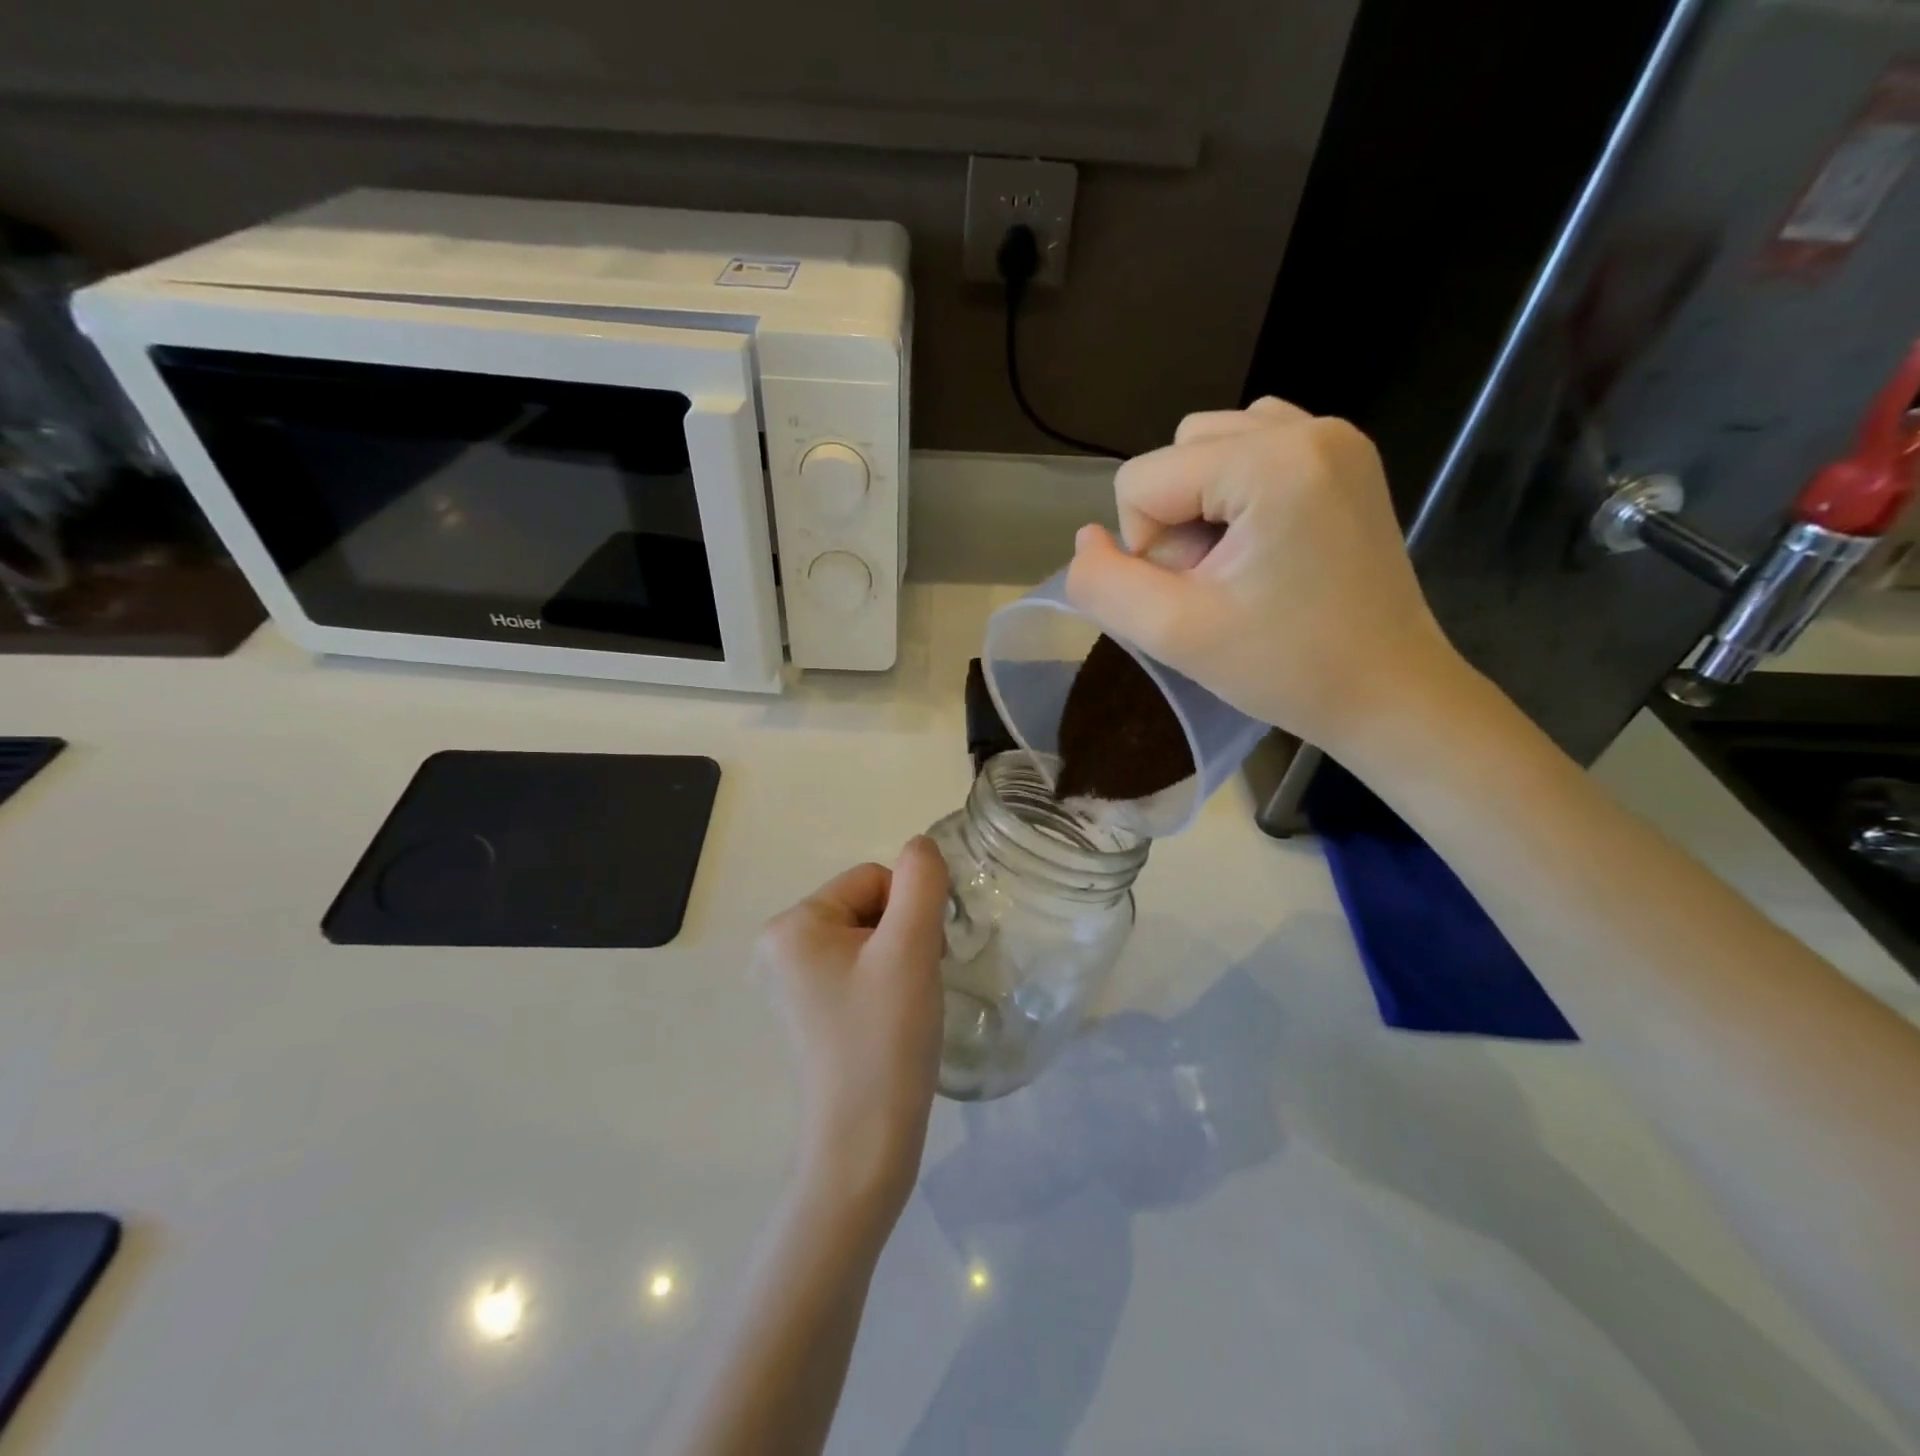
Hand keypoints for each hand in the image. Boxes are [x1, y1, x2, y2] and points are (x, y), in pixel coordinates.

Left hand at [756, 838, 950, 1217]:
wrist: (864, 1146)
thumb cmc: (885, 1040)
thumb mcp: (910, 948)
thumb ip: (921, 881)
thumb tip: (920, 846)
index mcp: (791, 925)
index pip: (872, 878)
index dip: (909, 912)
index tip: (917, 961)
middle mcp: (777, 946)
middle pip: (868, 905)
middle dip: (902, 935)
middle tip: (912, 986)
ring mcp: (789, 981)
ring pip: (868, 936)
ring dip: (898, 959)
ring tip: (902, 1006)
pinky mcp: (806, 1009)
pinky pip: (857, 967)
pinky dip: (884, 982)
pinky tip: (889, 1018)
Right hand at [1064, 396, 1461, 749]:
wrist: (1388, 693)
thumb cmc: (1287, 668)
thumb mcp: (1174, 634)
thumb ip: (1103, 584)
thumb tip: (1087, 540)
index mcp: (1272, 461)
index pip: (1140, 480)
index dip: (1147, 548)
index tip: (1197, 595)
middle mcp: (1309, 426)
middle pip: (1176, 454)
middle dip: (1176, 522)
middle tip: (1220, 583)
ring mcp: (1335, 437)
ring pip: (1209, 447)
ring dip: (1201, 506)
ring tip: (1240, 564)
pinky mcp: (1344, 458)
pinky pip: (1252, 449)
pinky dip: (1234, 492)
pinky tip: (1259, 541)